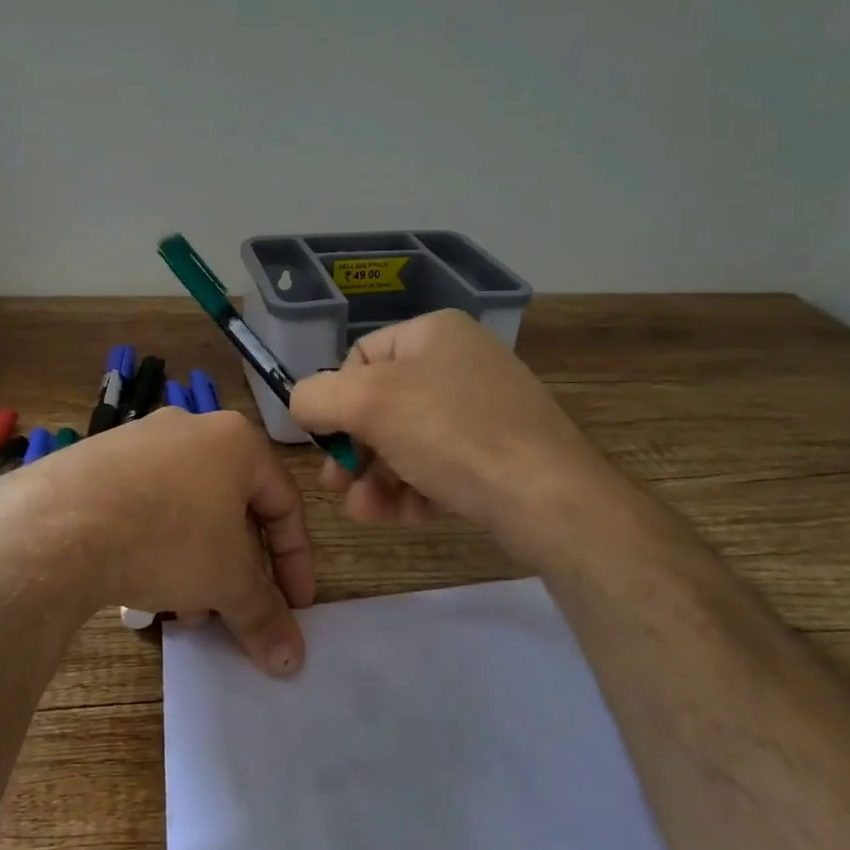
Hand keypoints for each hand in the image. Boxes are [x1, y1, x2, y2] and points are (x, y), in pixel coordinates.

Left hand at [0, 407, 314, 675]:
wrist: (59, 524)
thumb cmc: (168, 537)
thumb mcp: (227, 581)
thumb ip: (264, 616)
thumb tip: (292, 661)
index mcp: (236, 442)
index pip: (284, 503)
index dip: (295, 561)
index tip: (295, 606)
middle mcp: (191, 429)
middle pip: (231, 509)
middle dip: (235, 569)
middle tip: (230, 611)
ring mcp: (139, 441)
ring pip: (186, 511)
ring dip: (194, 565)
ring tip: (179, 611)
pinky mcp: (97, 460)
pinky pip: (144, 506)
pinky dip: (155, 547)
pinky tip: (139, 588)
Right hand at [290, 309, 608, 546]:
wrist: (548, 497)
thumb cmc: (451, 434)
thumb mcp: (367, 404)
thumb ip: (315, 397)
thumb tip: (301, 405)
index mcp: (433, 333)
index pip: (360, 357)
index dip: (336, 400)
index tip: (328, 442)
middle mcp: (461, 362)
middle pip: (382, 405)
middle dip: (355, 450)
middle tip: (337, 486)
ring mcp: (484, 409)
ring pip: (407, 442)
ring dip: (378, 479)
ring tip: (367, 512)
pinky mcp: (499, 454)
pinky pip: (440, 465)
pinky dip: (416, 490)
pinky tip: (410, 516)